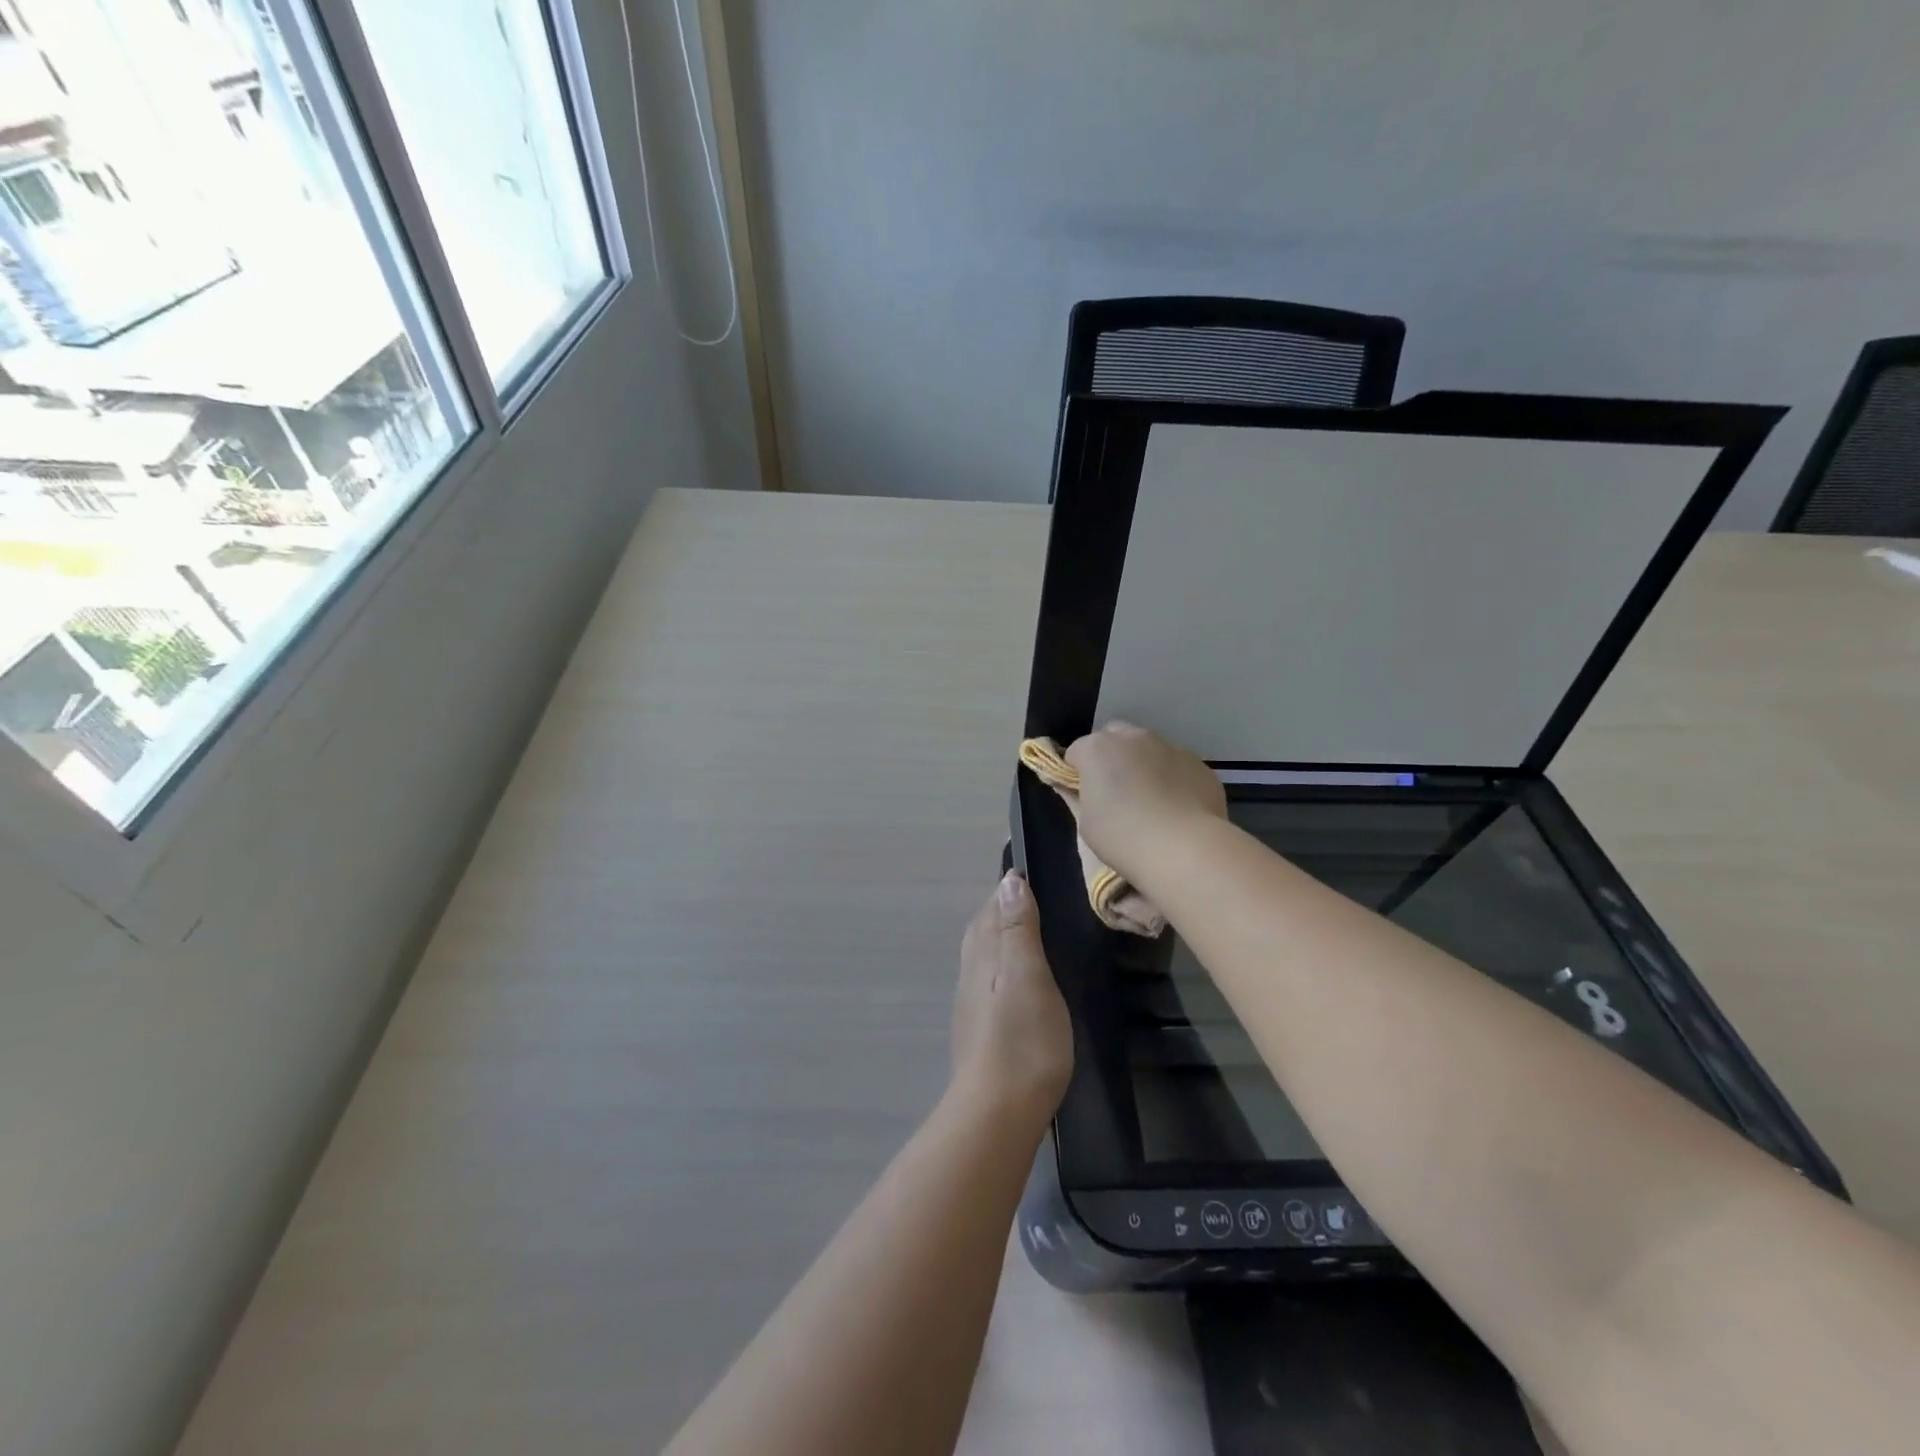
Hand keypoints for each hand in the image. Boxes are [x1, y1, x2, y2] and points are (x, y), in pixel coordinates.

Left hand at [950, 872, 1073, 1125]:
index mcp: (984, 953)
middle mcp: (971, 971)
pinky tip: (1017, 980)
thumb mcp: (1029, 976)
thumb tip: (1009, 881)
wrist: (996, 1112)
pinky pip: (988, 980)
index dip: (1009, 888)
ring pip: (983, 954)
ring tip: (1028, 932)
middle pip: (983, 928)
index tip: (1028, 872)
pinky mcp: (979, 1028)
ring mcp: (972, 1001)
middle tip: (1031, 897)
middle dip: (1002, 909)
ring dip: (1001, 937)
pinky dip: (1002, 965)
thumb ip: (1018, 929)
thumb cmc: (1022, 1040)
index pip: (993, 907)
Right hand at [1064, 722, 1226, 881]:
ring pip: (1148, 749)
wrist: (1185, 848)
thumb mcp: (1086, 823)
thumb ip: (1077, 797)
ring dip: (1142, 765)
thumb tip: (1068, 786)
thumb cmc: (1122, 837)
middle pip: (1113, 738)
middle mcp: (1133, 738)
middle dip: (1110, 757)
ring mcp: (1169, 747)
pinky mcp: (1197, 763)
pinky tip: (1175, 808)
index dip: (1076, 773)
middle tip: (1114, 791)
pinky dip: (1171, 778)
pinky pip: (1176, 765)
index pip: (1076, 752)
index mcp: (1097, 749)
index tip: (1082, 795)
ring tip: (1149, 801)